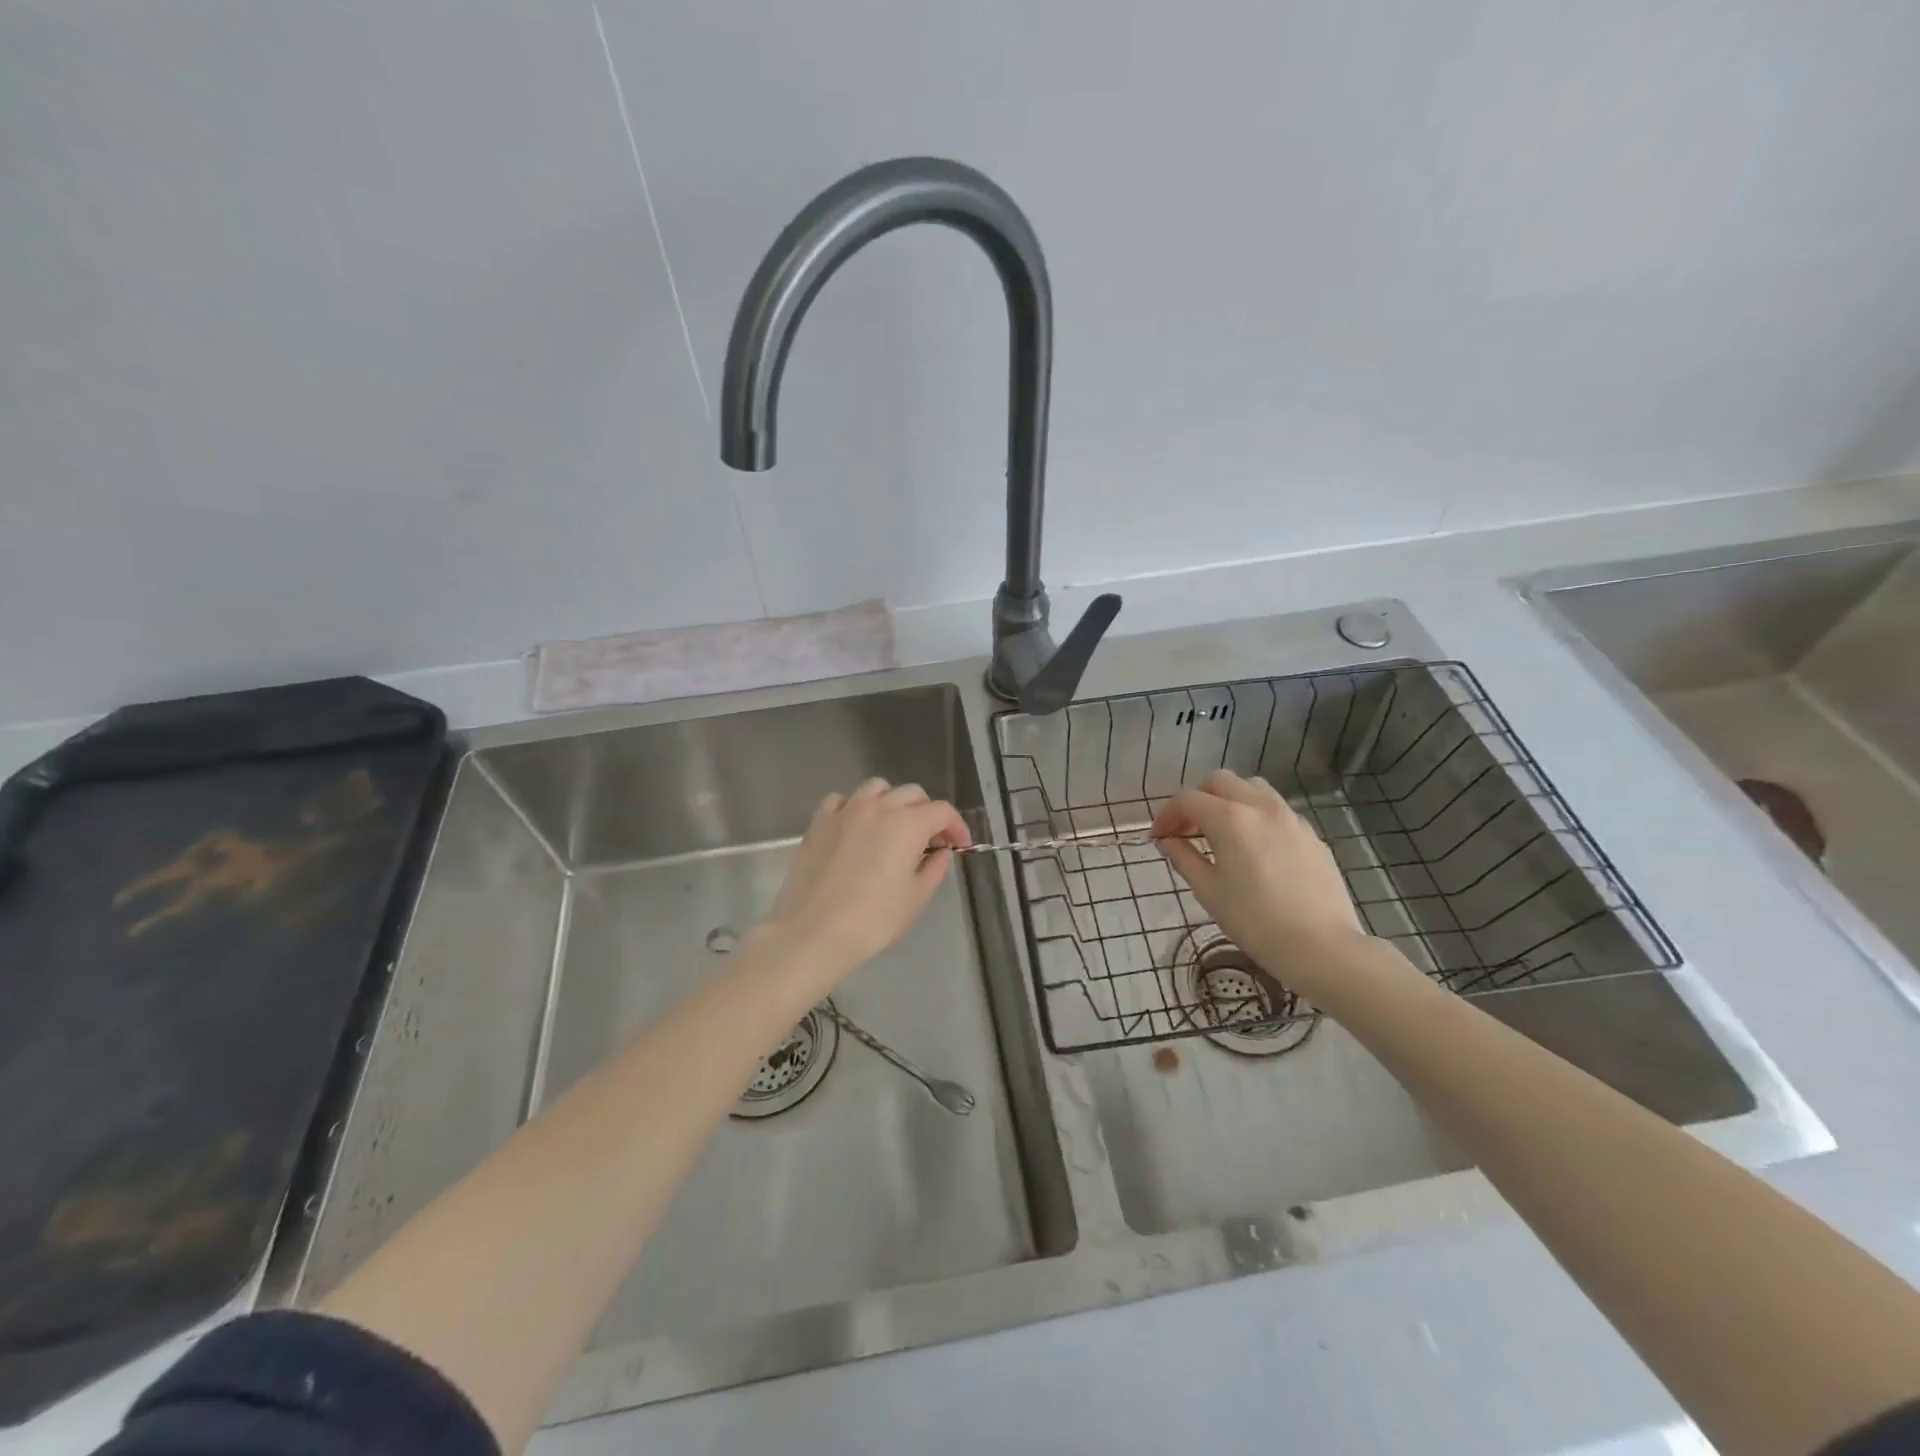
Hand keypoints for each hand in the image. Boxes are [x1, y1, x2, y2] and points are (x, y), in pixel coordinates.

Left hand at [760, 778, 971, 978]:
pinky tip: (856, 828)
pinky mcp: (818, 822)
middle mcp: (878, 807)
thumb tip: (940, 852)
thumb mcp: (915, 898)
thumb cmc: (873, 919)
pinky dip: (855, 807)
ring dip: (892, 802)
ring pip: (876, 788)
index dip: (956, 826)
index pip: (942, 811)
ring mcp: (845, 811)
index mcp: (908, 824)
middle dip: (927, 813)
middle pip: (912, 794)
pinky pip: (841, 800)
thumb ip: (934, 868)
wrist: (813, 932)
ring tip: (892, 828)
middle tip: (929, 841)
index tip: (959, 846)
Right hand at [1151, 769, 1365, 985]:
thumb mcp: (1208, 891)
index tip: (1157, 838)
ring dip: (1228, 800)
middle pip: (1219, 782)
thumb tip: (1167, 841)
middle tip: (1186, 829)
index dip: (1166, 815)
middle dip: (1197, 799)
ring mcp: (1290, 817)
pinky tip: (1254, 849)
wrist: (1322, 946)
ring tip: (1220, 832)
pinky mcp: (1310, 834)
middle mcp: (1260, 806)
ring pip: (1252, 788)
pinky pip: (1276, 811)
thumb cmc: (1255, 921)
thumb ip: (1183, 858)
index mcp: (1229, 818)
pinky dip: (1255, 816)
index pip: (1187, 800)